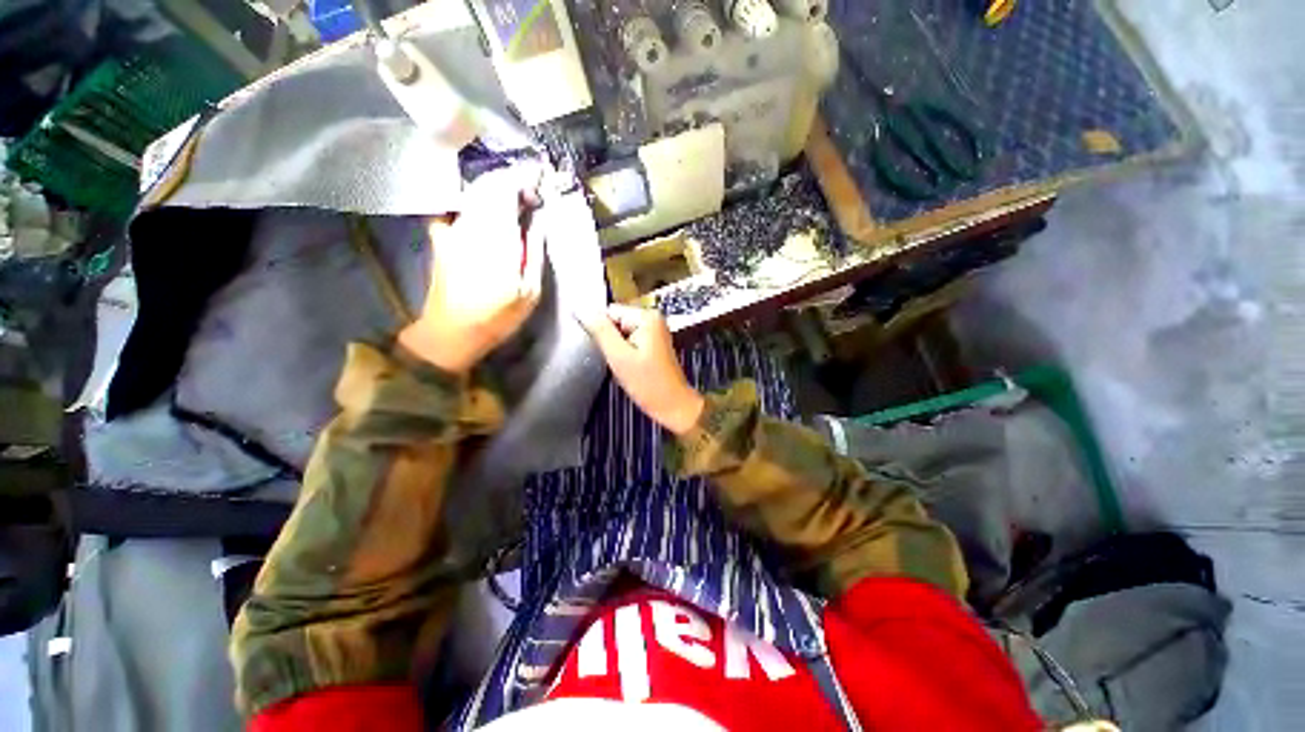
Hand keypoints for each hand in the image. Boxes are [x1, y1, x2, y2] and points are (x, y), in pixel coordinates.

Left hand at [399, 164, 545, 372]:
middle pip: (488, 185)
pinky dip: (473, 203)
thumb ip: (534, 250)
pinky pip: (457, 209)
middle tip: (531, 193)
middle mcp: (470, 225)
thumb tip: (538, 219)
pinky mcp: (441, 237)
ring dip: (495, 192)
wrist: (451, 333)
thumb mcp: (529, 291)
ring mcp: (451, 229)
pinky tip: (484, 213)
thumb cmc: (497, 317)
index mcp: (495, 237)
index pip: (506, 189)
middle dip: (511, 182)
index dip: (523, 177)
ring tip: (514, 202)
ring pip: (473, 194)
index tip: (540, 176)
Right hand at [583, 304, 704, 434]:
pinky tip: (631, 367)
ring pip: (621, 333)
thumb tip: (581, 309)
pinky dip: (626, 353)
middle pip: (616, 321)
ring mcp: (655, 331)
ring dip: (617, 349)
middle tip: (617, 361)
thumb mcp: (619, 356)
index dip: (601, 331)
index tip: (606, 351)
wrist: (673, 405)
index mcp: (646, 317)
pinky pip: (630, 341)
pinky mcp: (654, 343)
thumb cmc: (648, 384)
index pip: (609, 312)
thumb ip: (600, 331)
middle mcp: (653, 318)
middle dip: (610, 341)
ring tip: (625, 365)